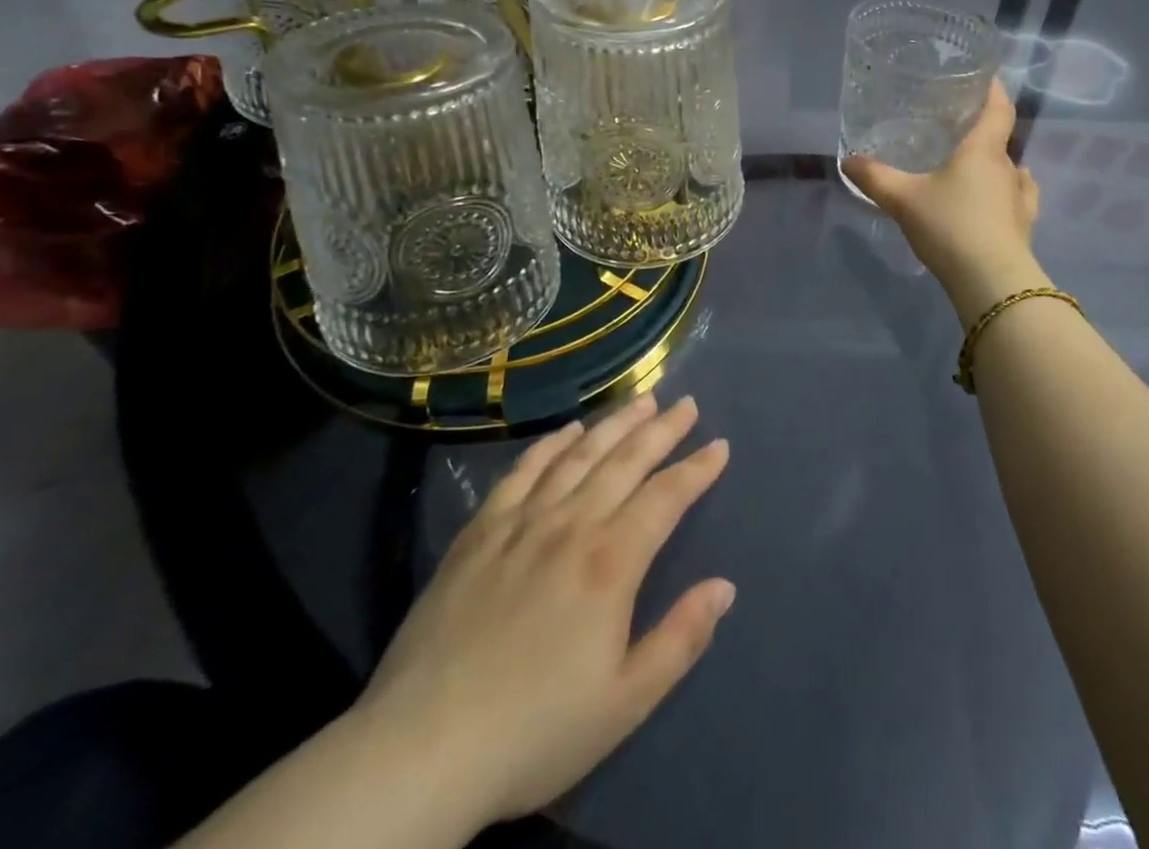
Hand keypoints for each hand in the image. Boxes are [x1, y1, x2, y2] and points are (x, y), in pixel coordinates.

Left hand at [351, 394, 732, 831]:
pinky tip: (567, 430)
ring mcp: (522, 522)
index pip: (666, 497)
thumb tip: (725, 586)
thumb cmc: (536, 730)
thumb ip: (680, 638)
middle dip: (662, 429)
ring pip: (579, 455)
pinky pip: (523, 472)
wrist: (423, 748)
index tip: (719, 445)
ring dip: (615, 424)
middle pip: (626, 461)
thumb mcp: (625, 702)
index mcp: (611, 562)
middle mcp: (571, 524)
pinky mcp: (480, 530)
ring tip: (641, 400)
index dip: (696, 469)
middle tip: (687, 403)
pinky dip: (550, 445)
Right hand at [842, 80, 1049, 320]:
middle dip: (983, 132)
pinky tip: (995, 201)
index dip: (995, 90)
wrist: (990, 280)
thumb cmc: (949, 226)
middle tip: (957, 130)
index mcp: (983, 150)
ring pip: (1011, 170)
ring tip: (973, 168)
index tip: (988, 78)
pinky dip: (1006, 194)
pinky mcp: (1024, 226)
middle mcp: (1008, 167)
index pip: (999, 109)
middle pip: (1001, 140)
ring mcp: (1021, 198)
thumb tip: (848, 160)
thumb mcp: (903, 199)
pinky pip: (1018, 199)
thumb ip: (875, 178)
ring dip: (996, 166)